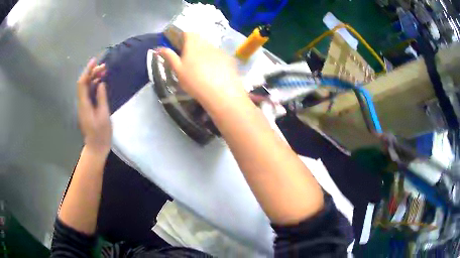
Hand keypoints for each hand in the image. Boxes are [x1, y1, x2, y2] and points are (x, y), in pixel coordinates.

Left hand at [77, 58, 111, 155]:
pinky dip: (94, 85)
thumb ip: (101, 98)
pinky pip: (88, 93)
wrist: (96, 147)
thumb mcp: (104, 115)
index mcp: (84, 104)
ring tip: (104, 71)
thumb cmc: (101, 134)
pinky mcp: (87, 108)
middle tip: (104, 66)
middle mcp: (81, 103)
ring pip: (86, 87)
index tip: (95, 61)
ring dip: (93, 78)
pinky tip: (101, 82)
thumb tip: (100, 83)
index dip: (87, 71)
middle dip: (92, 72)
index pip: (82, 83)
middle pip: (84, 83)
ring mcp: (83, 106)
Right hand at [157, 33, 248, 108]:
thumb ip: (170, 57)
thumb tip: (160, 48)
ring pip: (210, 46)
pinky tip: (215, 70)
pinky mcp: (229, 58)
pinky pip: (219, 54)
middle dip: (193, 44)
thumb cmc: (194, 81)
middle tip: (189, 57)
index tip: (180, 44)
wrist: (220, 92)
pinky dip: (215, 59)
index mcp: (193, 44)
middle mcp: (207, 43)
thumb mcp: (178, 70)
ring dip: (204, 51)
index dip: (183, 36)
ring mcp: (219, 50)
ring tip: (202, 65)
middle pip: (199, 39)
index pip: (188, 33)